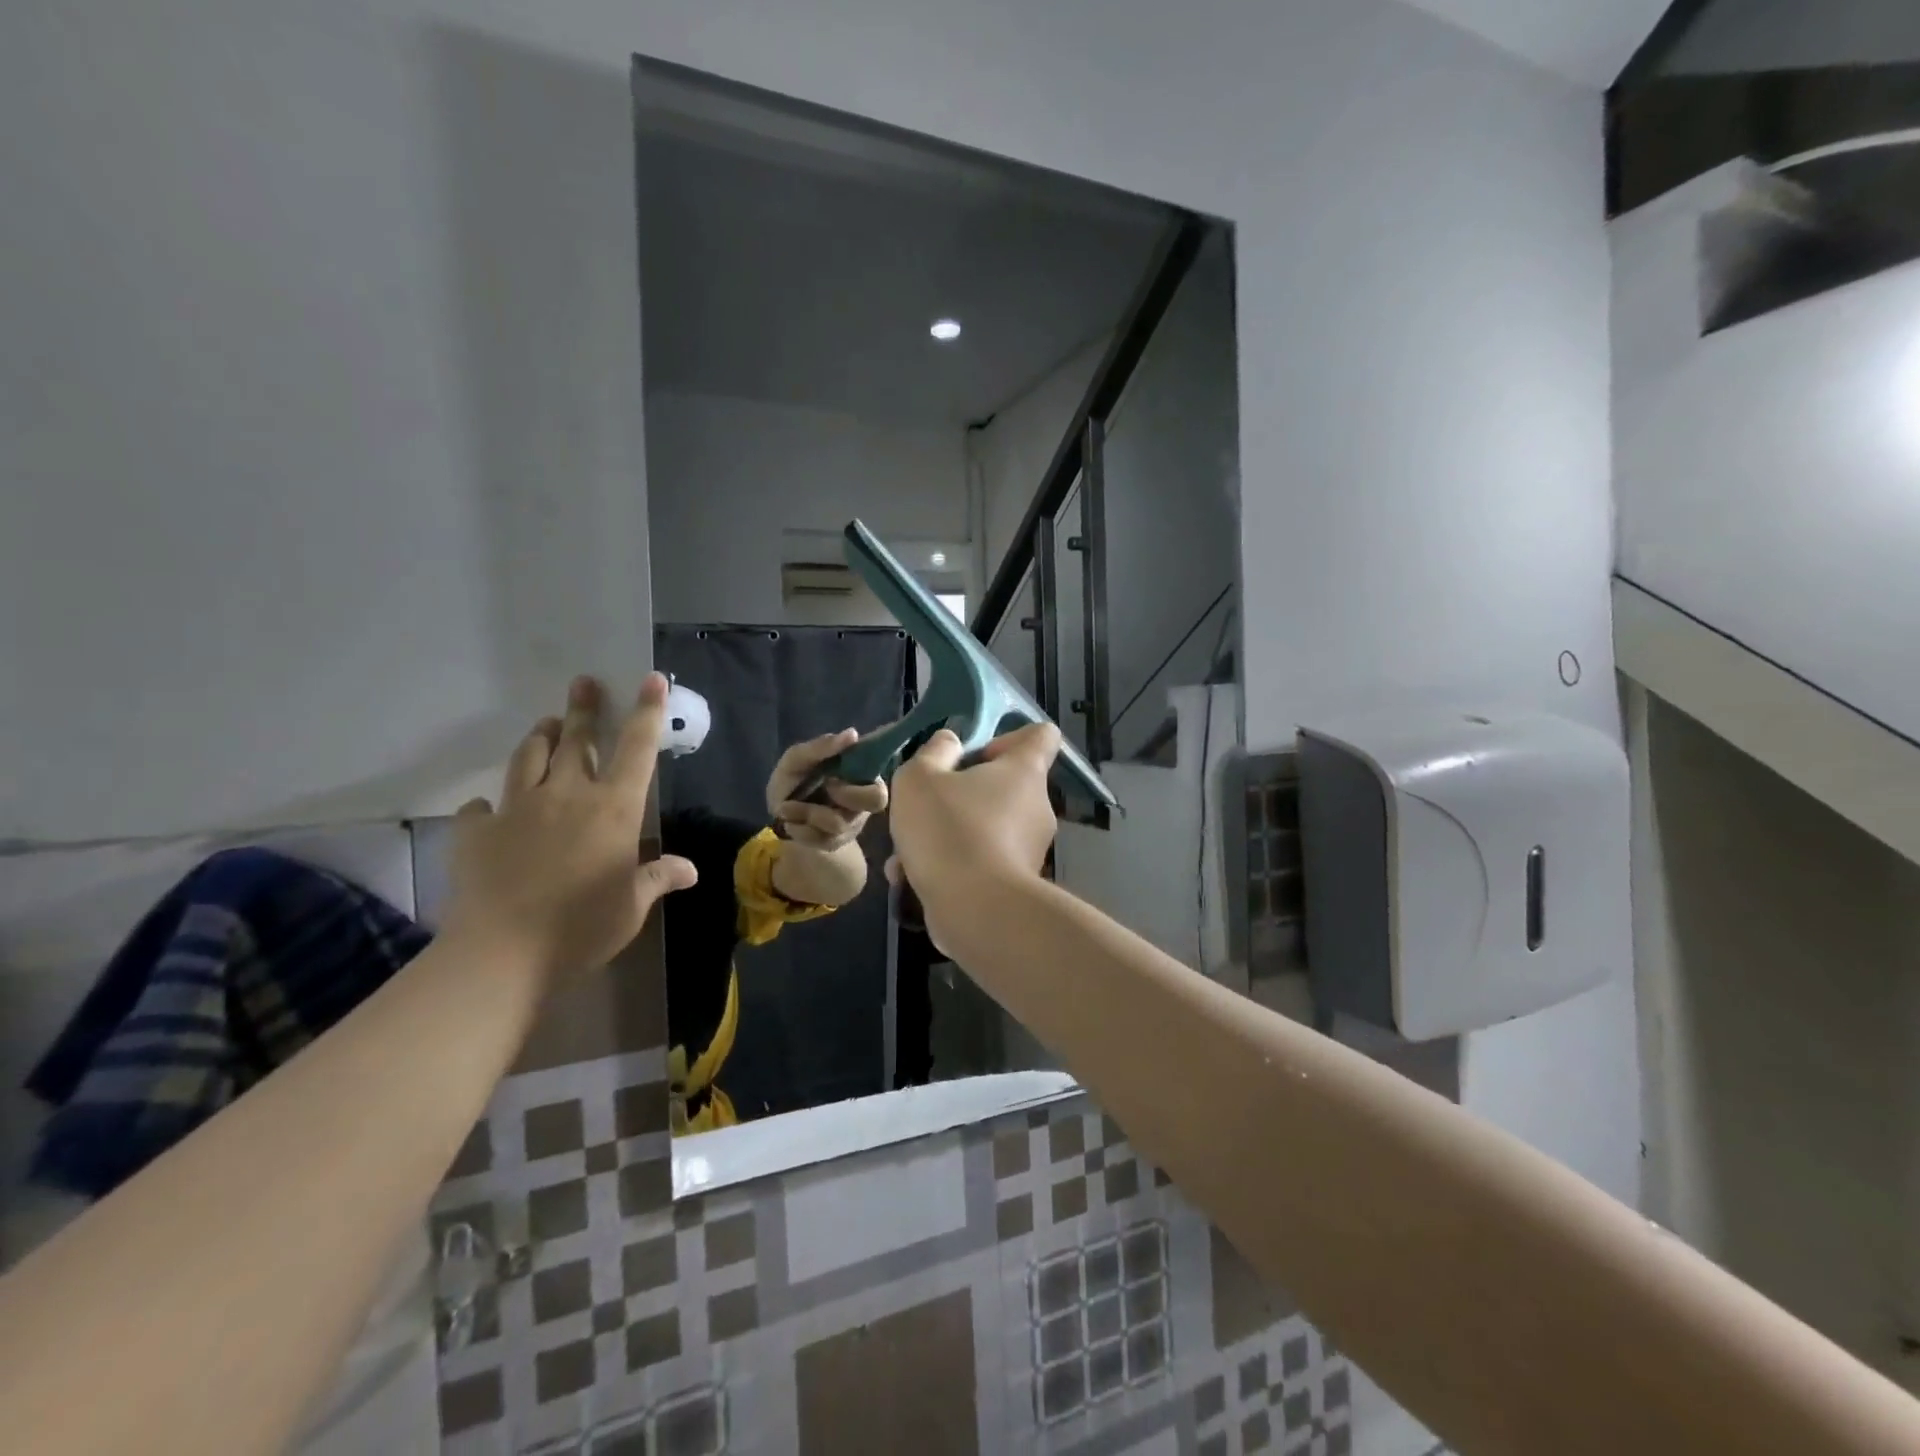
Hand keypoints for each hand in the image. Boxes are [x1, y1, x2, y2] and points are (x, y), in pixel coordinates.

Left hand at [443, 675, 696, 983]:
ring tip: (546, 726)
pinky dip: (491, 802)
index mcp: (614, 808)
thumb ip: (658, 877)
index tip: (651, 679)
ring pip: (529, 756)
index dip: (647, 711)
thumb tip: (690, 869)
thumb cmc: (583, 927)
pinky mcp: (476, 830)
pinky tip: (492, 808)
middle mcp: (568, 794)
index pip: (637, 748)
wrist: (502, 953)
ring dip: (540, 737)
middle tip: (583, 684)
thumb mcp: (632, 905)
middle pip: (578, 739)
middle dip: (582, 708)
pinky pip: (482, 805)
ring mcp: (518, 808)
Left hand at [766, 728, 888, 851]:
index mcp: (861, 779)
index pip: (881, 785)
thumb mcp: (797, 759)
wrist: (777, 814)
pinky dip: (800, 829)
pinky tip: (790, 822)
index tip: (831, 777)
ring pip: (839, 822)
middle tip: (823, 787)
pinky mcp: (835, 843)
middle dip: (844, 795)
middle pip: (875, 802)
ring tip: (786, 807)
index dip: (860, 784)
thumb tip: (852, 734)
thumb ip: (821, 746)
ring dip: (808, 812)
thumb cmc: (793, 779)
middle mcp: (863, 803)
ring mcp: (851, 825)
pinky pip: (822, 840)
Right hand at [886, 724, 1060, 941]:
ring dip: (946, 836)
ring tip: (905, 854)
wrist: (975, 911)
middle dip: (961, 794)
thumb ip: (933, 753)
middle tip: (926, 807)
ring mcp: (1030, 849)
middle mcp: (1037, 807)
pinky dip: (951, 868)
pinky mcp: (1016, 885)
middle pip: (1004, 786)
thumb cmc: (950, 830)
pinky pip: (980, 864)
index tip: (975, 754)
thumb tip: (951, 744)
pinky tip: (910, 879)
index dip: (1008, 737)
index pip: (1041, 735)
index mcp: (1025, 771)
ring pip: (984, 829)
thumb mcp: (920, 778)